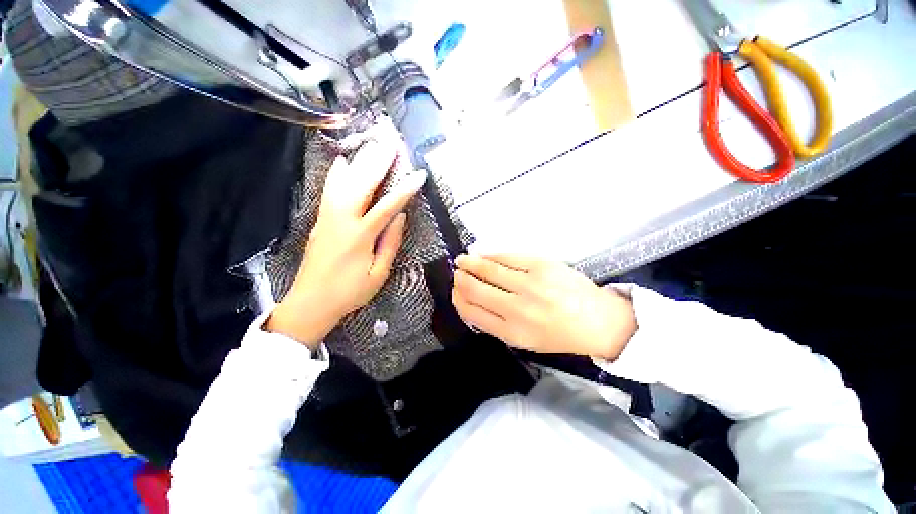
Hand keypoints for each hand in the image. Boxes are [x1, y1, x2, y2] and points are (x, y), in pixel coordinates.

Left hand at [267, 140, 425, 347]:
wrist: (311, 303)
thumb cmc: (350, 292)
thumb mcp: (378, 273)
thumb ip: (390, 243)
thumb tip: (400, 217)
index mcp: (360, 236)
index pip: (387, 206)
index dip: (405, 189)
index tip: (419, 174)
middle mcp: (342, 220)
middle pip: (362, 185)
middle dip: (378, 162)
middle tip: (391, 144)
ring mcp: (328, 217)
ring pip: (344, 183)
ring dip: (360, 162)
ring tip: (372, 145)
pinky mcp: (320, 220)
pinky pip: (329, 191)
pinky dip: (336, 174)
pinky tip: (342, 161)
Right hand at [452, 254, 635, 359]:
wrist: (597, 321)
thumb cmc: (558, 334)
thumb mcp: (524, 340)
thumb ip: (495, 324)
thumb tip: (471, 301)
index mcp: (512, 332)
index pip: (472, 312)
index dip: (458, 299)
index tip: (455, 291)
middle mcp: (518, 309)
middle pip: (476, 289)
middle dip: (461, 279)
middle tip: (457, 272)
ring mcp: (531, 284)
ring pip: (489, 269)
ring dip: (471, 263)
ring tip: (463, 260)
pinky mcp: (542, 265)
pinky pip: (507, 256)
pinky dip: (491, 254)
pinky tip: (483, 254)